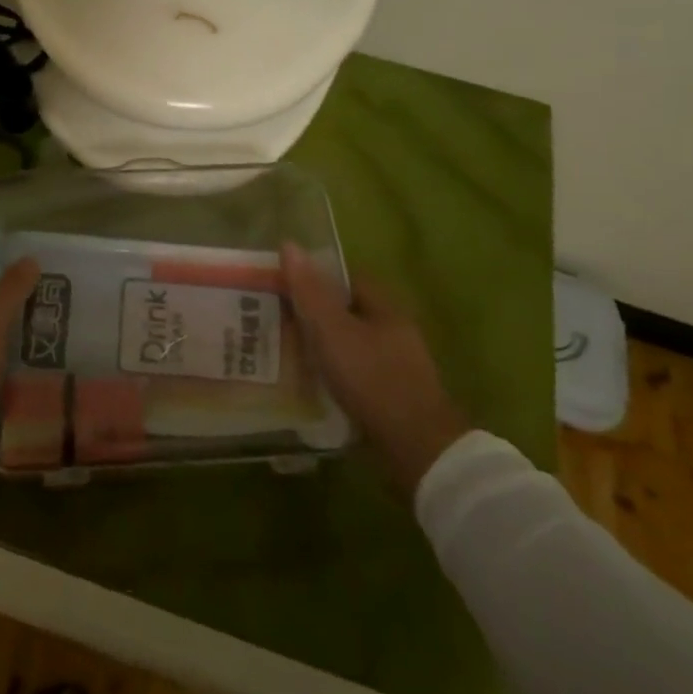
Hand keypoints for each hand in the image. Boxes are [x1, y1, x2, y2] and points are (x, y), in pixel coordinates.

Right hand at [283, 244, 470, 496]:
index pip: (346, 278)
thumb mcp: (333, 331)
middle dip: (313, 314)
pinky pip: (354, 374)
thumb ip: (310, 291)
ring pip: (349, 345)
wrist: (418, 450)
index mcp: (385, 307)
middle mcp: (393, 330)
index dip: (314, 278)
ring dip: (321, 347)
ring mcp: (395, 365)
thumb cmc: (373, 379)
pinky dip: (332, 374)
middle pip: (346, 312)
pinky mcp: (391, 396)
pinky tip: (308, 383)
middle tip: (274, 319)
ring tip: (283, 351)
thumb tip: (289, 244)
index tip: (282, 286)